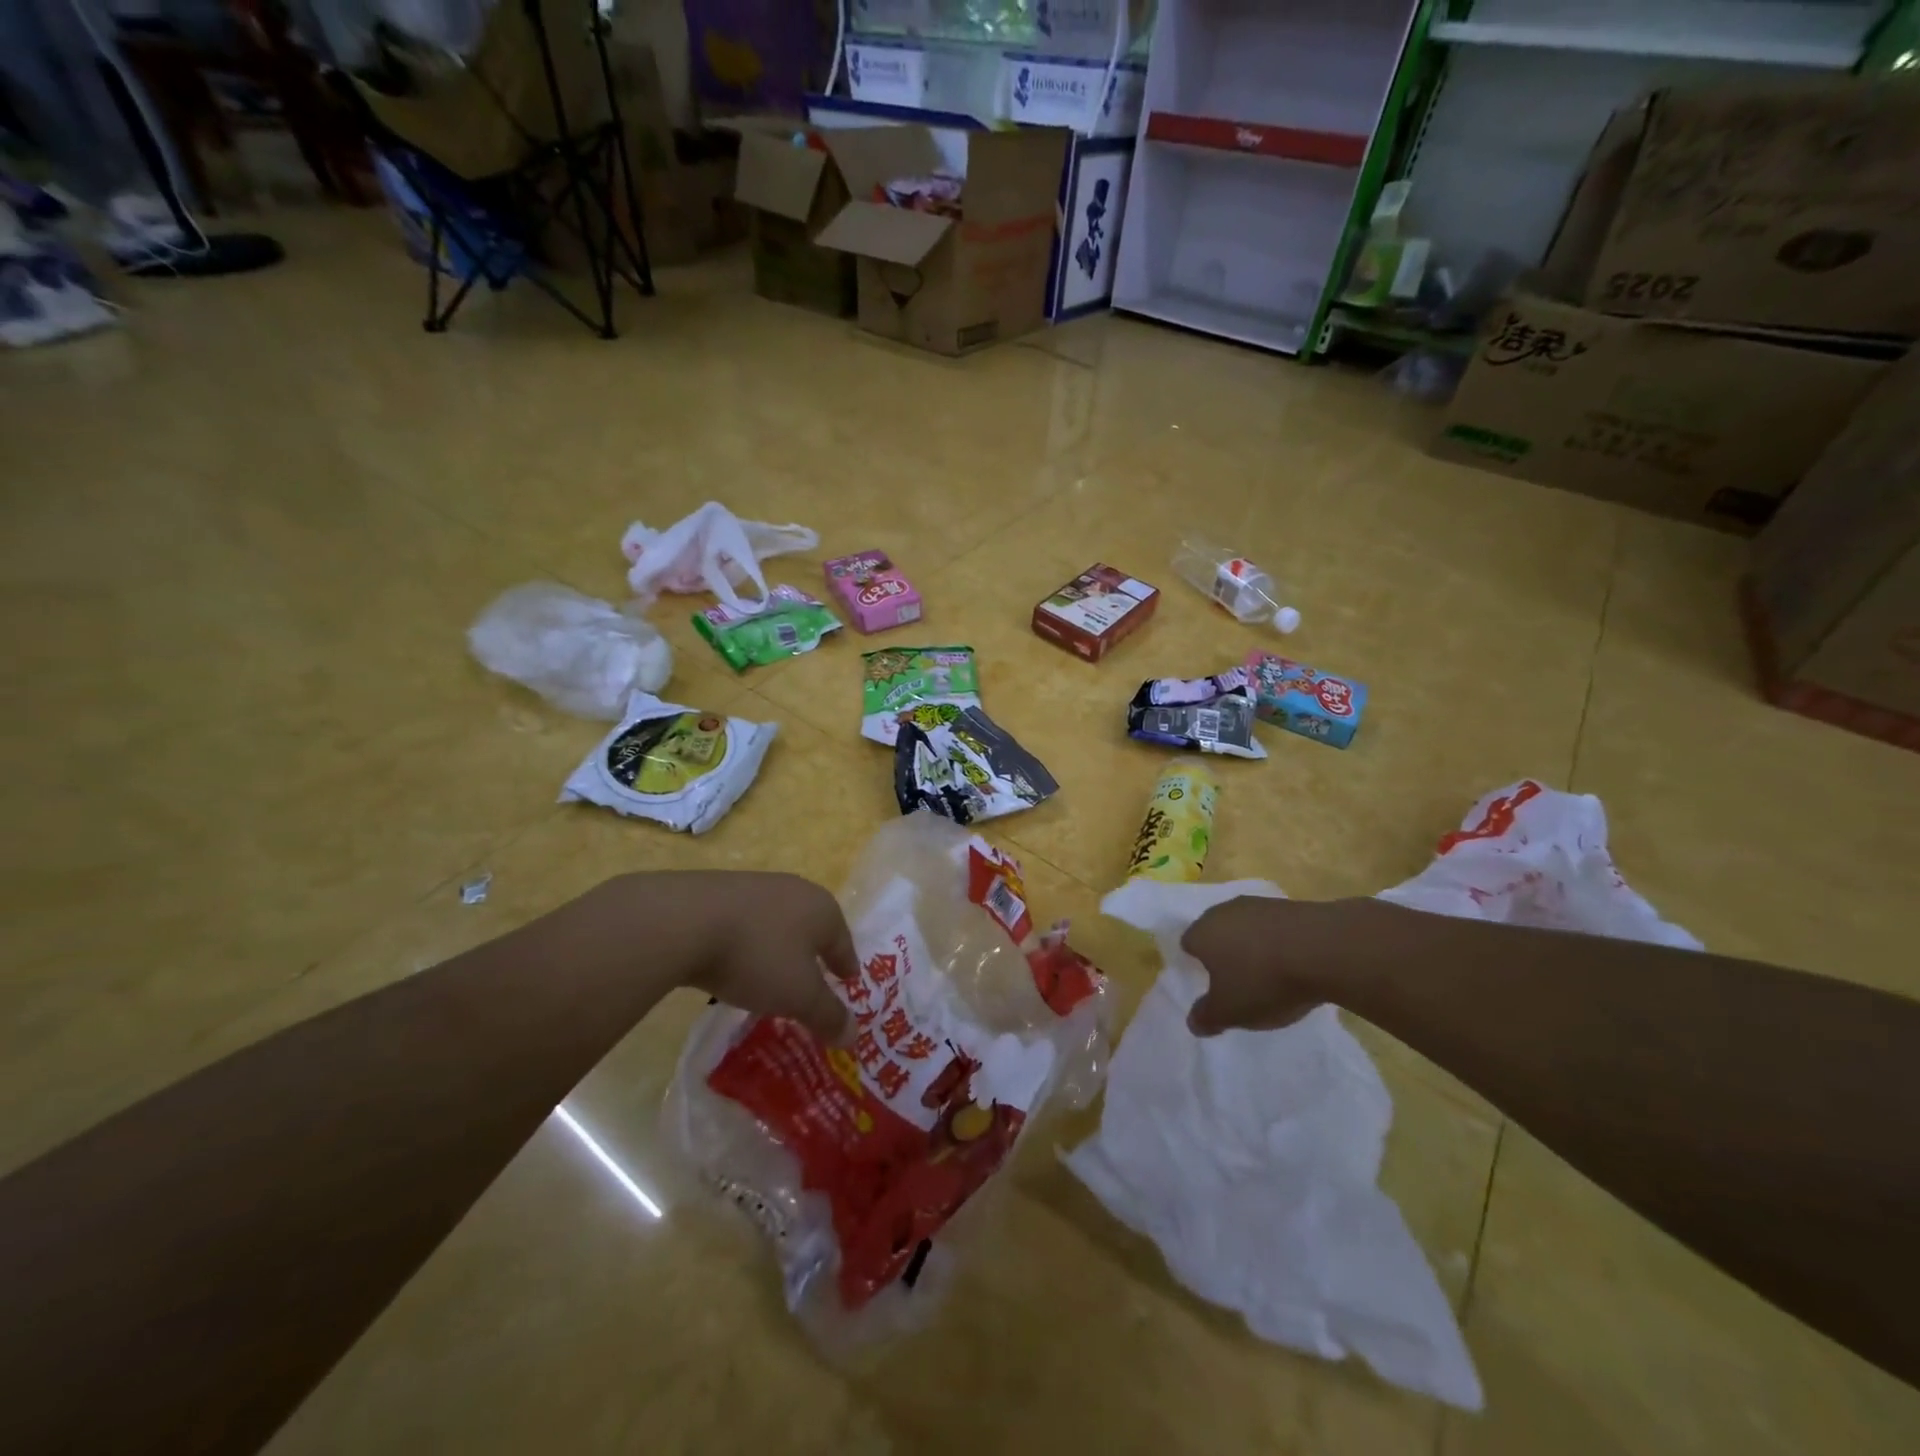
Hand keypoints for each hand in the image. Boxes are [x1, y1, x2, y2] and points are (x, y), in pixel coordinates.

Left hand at [667, 871, 857, 1043]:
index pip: (843, 941)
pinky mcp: (719, 891)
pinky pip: (745, 922)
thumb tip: (853, 1035)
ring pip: (778, 923)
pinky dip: (748, 942)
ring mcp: (756, 886)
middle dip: (813, 954)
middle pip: (812, 928)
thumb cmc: (757, 956)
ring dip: (779, 947)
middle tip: (812, 981)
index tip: (849, 980)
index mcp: (823, 909)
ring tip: (771, 975)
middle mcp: (795, 890)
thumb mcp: (798, 996)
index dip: (846, 965)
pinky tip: (735, 961)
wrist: (684, 921)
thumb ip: (828, 1015)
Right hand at [1180, 896, 1385, 1035]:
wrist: (1324, 949)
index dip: (1197, 965)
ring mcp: (1258, 905)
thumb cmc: (1264, 981)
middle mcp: (1224, 911)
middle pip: (1217, 932)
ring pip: (1246, 927)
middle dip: (1225, 953)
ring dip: (1254, 946)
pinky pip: (1275, 927)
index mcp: (1202, 933)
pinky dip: (1280, 942)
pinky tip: (1296, 963)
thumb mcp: (1230, 1012)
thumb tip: (1193, 1022)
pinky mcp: (1290, 905)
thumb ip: (1207, 1017)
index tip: (1213, 986)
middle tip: (1239, 982)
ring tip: (1271, 975)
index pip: (1189, 944)